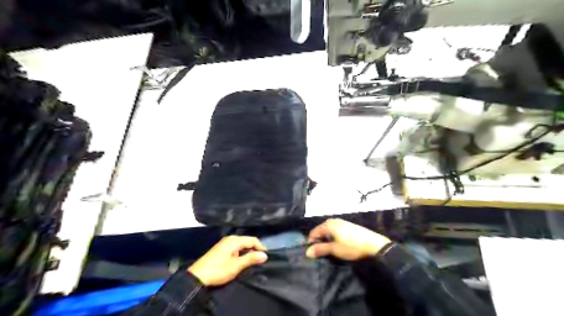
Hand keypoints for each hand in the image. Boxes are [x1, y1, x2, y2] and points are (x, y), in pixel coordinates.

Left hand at [188, 237, 266, 285]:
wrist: (197, 276)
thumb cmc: (218, 270)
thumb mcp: (236, 266)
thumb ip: (251, 259)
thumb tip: (265, 255)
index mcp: (234, 240)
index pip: (253, 240)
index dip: (261, 247)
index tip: (266, 257)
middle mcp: (230, 239)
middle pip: (247, 241)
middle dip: (254, 249)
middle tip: (260, 260)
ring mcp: (224, 243)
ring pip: (241, 244)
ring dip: (247, 251)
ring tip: (252, 261)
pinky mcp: (221, 249)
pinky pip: (235, 247)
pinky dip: (241, 252)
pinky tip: (241, 260)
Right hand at [307, 218, 390, 259]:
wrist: (374, 244)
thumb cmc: (352, 246)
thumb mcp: (335, 249)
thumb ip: (320, 249)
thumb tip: (307, 252)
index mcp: (328, 224)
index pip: (314, 232)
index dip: (311, 242)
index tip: (313, 253)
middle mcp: (334, 221)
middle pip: (321, 230)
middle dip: (319, 240)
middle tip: (322, 252)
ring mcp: (342, 222)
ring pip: (328, 230)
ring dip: (326, 239)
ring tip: (330, 249)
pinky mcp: (348, 225)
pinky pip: (335, 230)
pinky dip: (333, 237)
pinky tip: (339, 244)